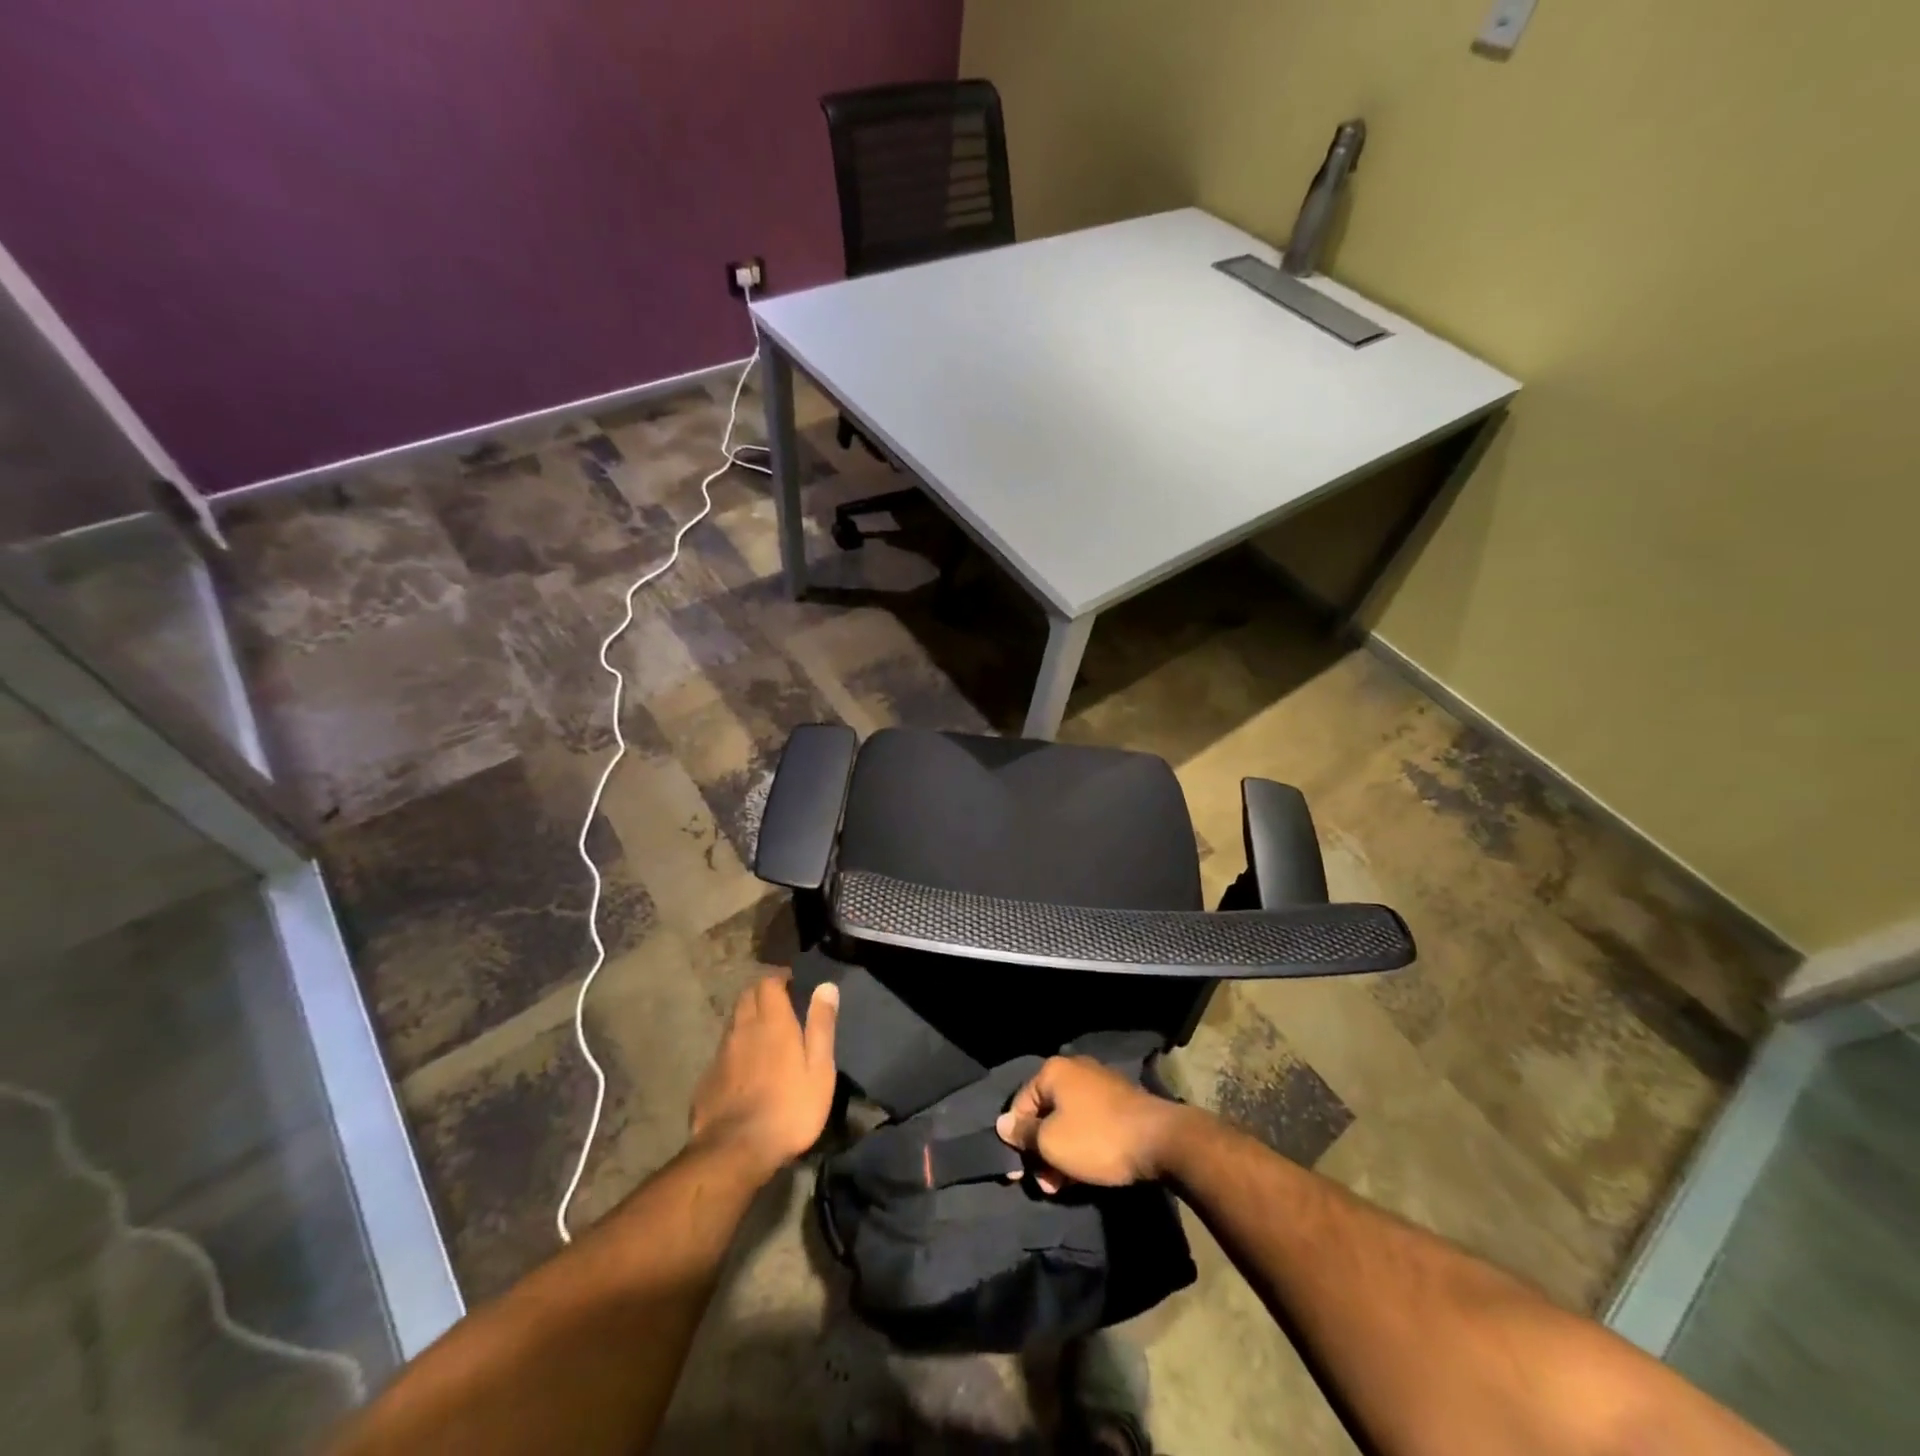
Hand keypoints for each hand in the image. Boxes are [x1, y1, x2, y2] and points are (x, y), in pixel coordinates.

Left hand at [688, 975, 838, 1179]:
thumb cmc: (789, 1107)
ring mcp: (721, 1053)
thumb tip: (826, 986)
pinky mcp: (708, 1078)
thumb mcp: (819, 1069)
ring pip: (734, 1021)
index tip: (794, 985)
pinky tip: (745, 1067)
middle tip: (781, 1006)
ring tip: (765, 1035)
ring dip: (748, 1018)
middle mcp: (743, 1029)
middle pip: (747, 996)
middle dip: (762, 993)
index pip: (768, 982)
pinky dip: (736, 1046)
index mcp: (772, 1022)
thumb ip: (821, 1025)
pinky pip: (723, 1049)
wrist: (735, 1151)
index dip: (780, 979)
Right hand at [995, 1056, 1189, 1193]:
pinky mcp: (1118, 1101)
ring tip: (1064, 1186)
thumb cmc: (1096, 1138)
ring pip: (1066, 1121)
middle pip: (1044, 1113)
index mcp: (1053, 1071)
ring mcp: (1098, 1084)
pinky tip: (1084, 1172)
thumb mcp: (1051, 1142)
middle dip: (1041, 1151)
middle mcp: (1074, 1069)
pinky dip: (1081, 1145)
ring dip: (1060, 1153)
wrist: (1159, 1140)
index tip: (1021, 1172)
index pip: (1020, 1104)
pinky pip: (1087, 1122)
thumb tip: (1002, 1123)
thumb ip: (1023, 1133)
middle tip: (1047, 1184)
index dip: (1016, 1139)